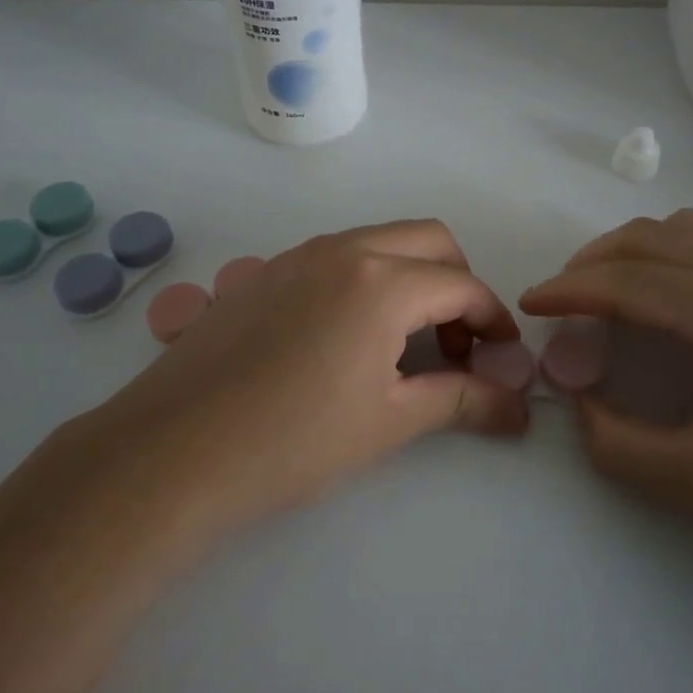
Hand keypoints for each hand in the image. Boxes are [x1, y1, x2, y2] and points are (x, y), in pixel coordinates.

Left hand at [79, 219, 528, 544]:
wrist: (172, 451)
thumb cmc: (294, 441)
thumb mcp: (390, 421)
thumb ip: (462, 401)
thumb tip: (519, 409)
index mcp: (382, 281)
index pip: (462, 285)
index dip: (492, 320)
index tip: (503, 356)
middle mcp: (344, 249)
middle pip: (429, 240)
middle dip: (458, 283)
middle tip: (456, 341)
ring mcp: (297, 254)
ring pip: (380, 241)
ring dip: (411, 277)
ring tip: (404, 341)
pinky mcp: (263, 271)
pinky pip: (336, 256)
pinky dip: (366, 279)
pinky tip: (346, 337)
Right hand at [521, 208, 692, 551]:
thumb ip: (618, 447)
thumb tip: (578, 402)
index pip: (627, 280)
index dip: (568, 290)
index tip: (530, 305)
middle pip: (646, 240)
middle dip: (590, 264)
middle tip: (561, 302)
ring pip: (680, 228)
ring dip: (629, 250)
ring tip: (606, 291)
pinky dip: (666, 250)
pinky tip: (665, 293)